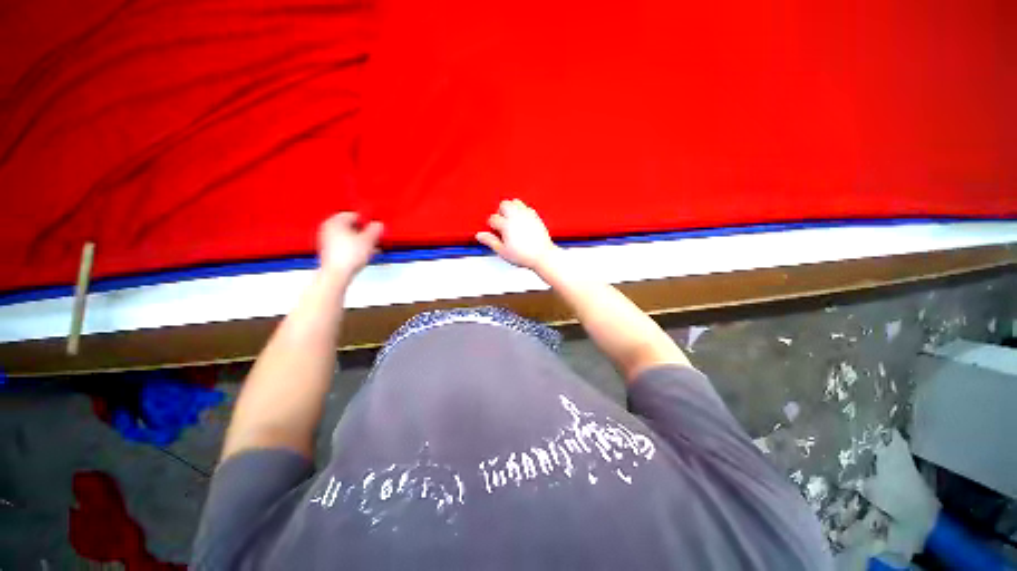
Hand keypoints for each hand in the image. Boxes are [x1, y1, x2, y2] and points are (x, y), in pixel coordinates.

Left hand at [318, 212, 382, 282]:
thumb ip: (374, 230)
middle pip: (350, 227)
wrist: (337, 273)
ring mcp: (327, 241)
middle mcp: (328, 229)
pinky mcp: (330, 253)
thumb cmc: (347, 256)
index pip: (353, 215)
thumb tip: (378, 225)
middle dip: (364, 232)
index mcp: (335, 221)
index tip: (374, 226)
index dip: (366, 220)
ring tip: (372, 247)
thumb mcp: (368, 240)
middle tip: (374, 236)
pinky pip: (346, 247)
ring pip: (349, 237)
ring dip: (361, 241)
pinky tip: (364, 255)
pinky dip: (355, 249)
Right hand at [476, 199, 558, 270]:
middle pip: (504, 205)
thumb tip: (479, 235)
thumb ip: (490, 241)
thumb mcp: (503, 251)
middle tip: (502, 223)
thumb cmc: (524, 255)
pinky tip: (521, 220)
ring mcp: (526, 215)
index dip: (492, 225)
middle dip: (500, 212)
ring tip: (511, 220)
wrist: (542, 255)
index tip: (494, 231)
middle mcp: (516, 217)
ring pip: (515, 202)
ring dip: (510, 208)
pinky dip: (521, 211)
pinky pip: (526, 207)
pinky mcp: (535, 216)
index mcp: (507, 225)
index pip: (493, 218)